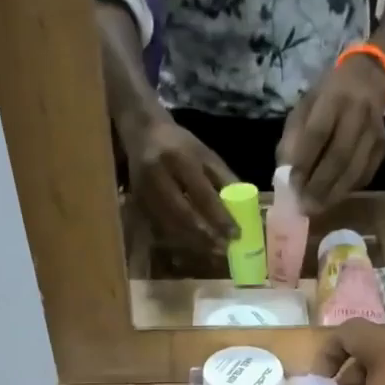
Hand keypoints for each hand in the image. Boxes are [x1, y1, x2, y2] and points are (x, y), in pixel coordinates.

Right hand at [122, 114, 236, 248]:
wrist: (143, 133)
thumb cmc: (181, 145)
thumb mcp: (206, 155)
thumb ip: (224, 180)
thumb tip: (246, 209)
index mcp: (179, 159)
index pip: (202, 194)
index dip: (220, 217)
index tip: (236, 234)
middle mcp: (158, 176)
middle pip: (183, 215)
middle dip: (205, 236)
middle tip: (224, 249)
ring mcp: (144, 192)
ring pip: (170, 226)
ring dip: (193, 243)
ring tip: (213, 252)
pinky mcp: (138, 204)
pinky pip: (161, 228)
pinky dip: (179, 240)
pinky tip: (194, 246)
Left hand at [277, 56, 384, 206]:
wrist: (368, 77)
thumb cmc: (327, 96)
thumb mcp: (304, 107)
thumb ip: (292, 139)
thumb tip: (285, 176)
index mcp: (333, 98)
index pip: (317, 133)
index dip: (304, 162)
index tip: (292, 185)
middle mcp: (357, 113)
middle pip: (339, 156)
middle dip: (319, 185)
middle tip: (305, 207)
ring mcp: (374, 131)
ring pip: (354, 170)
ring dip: (334, 194)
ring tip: (317, 209)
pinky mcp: (383, 146)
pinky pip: (365, 174)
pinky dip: (348, 190)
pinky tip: (333, 197)